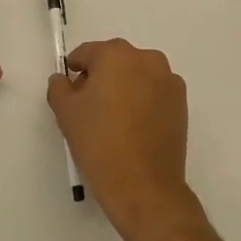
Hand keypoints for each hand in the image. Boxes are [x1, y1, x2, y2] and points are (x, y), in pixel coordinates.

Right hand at [47, 40, 198, 240]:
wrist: (143, 186)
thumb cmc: (99, 143)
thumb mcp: (66, 112)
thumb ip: (59, 87)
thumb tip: (63, 79)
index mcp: (117, 54)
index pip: (87, 53)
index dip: (75, 71)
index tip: (70, 92)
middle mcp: (147, 59)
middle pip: (115, 61)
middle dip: (101, 78)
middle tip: (89, 108)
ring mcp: (169, 80)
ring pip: (136, 76)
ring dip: (124, 88)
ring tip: (113, 120)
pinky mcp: (182, 103)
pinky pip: (154, 93)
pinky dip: (143, 102)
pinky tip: (133, 128)